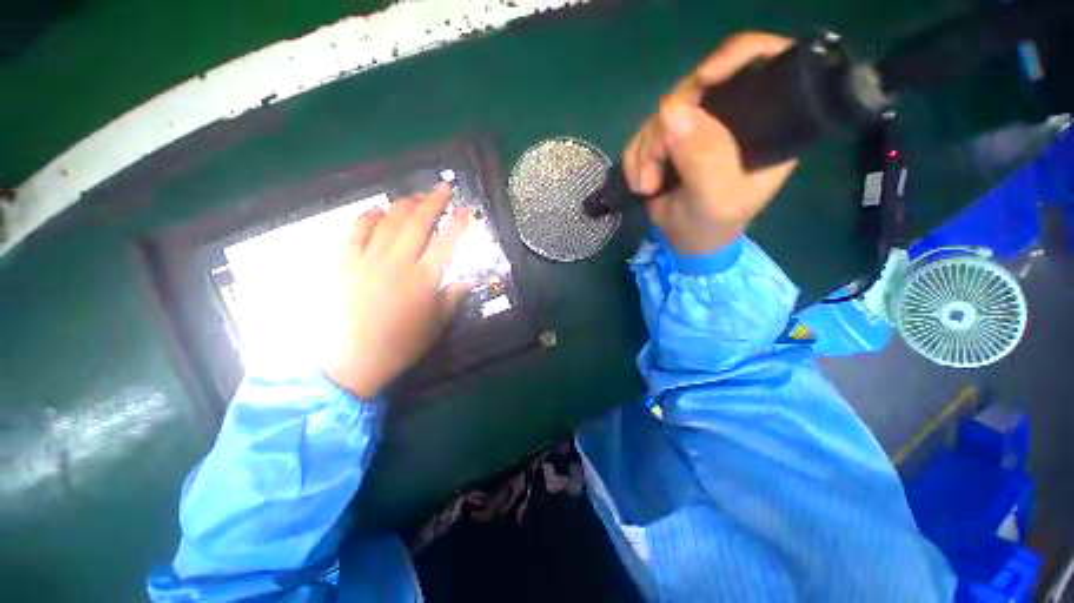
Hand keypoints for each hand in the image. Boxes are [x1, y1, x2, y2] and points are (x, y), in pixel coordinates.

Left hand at [325, 184, 470, 398]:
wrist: (352, 360)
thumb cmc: (401, 344)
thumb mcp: (436, 325)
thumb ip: (453, 298)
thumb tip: (468, 280)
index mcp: (425, 279)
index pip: (447, 242)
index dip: (459, 223)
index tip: (467, 208)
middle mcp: (399, 262)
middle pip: (419, 222)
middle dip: (434, 201)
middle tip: (443, 186)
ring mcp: (369, 259)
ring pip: (390, 221)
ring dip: (405, 204)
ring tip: (415, 195)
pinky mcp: (345, 263)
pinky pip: (356, 232)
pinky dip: (367, 217)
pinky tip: (377, 208)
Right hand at [623, 32, 799, 254]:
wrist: (684, 244)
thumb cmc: (711, 227)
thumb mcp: (716, 199)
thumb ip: (704, 158)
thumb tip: (672, 112)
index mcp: (767, 124)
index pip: (763, 65)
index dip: (735, 59)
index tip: (703, 82)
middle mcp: (733, 116)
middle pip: (696, 89)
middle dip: (665, 130)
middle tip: (653, 172)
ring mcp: (698, 127)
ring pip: (662, 114)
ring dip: (645, 152)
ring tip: (646, 185)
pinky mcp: (670, 140)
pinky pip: (643, 133)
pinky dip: (635, 158)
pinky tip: (640, 182)